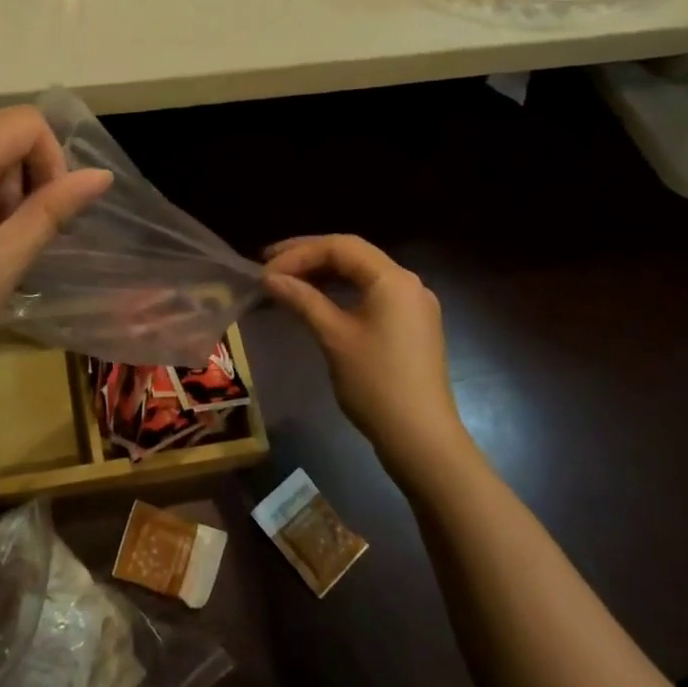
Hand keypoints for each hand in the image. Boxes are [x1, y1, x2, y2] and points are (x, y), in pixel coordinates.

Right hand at [263, 235, 469, 482]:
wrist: (422, 439)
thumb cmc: (376, 384)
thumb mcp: (334, 337)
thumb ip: (302, 300)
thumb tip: (270, 278)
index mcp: (393, 279)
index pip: (340, 247)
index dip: (298, 253)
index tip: (265, 270)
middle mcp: (407, 283)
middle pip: (353, 254)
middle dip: (309, 256)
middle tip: (269, 264)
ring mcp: (413, 305)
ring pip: (362, 274)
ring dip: (324, 273)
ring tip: (287, 280)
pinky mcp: (411, 326)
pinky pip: (371, 294)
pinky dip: (341, 291)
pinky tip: (316, 300)